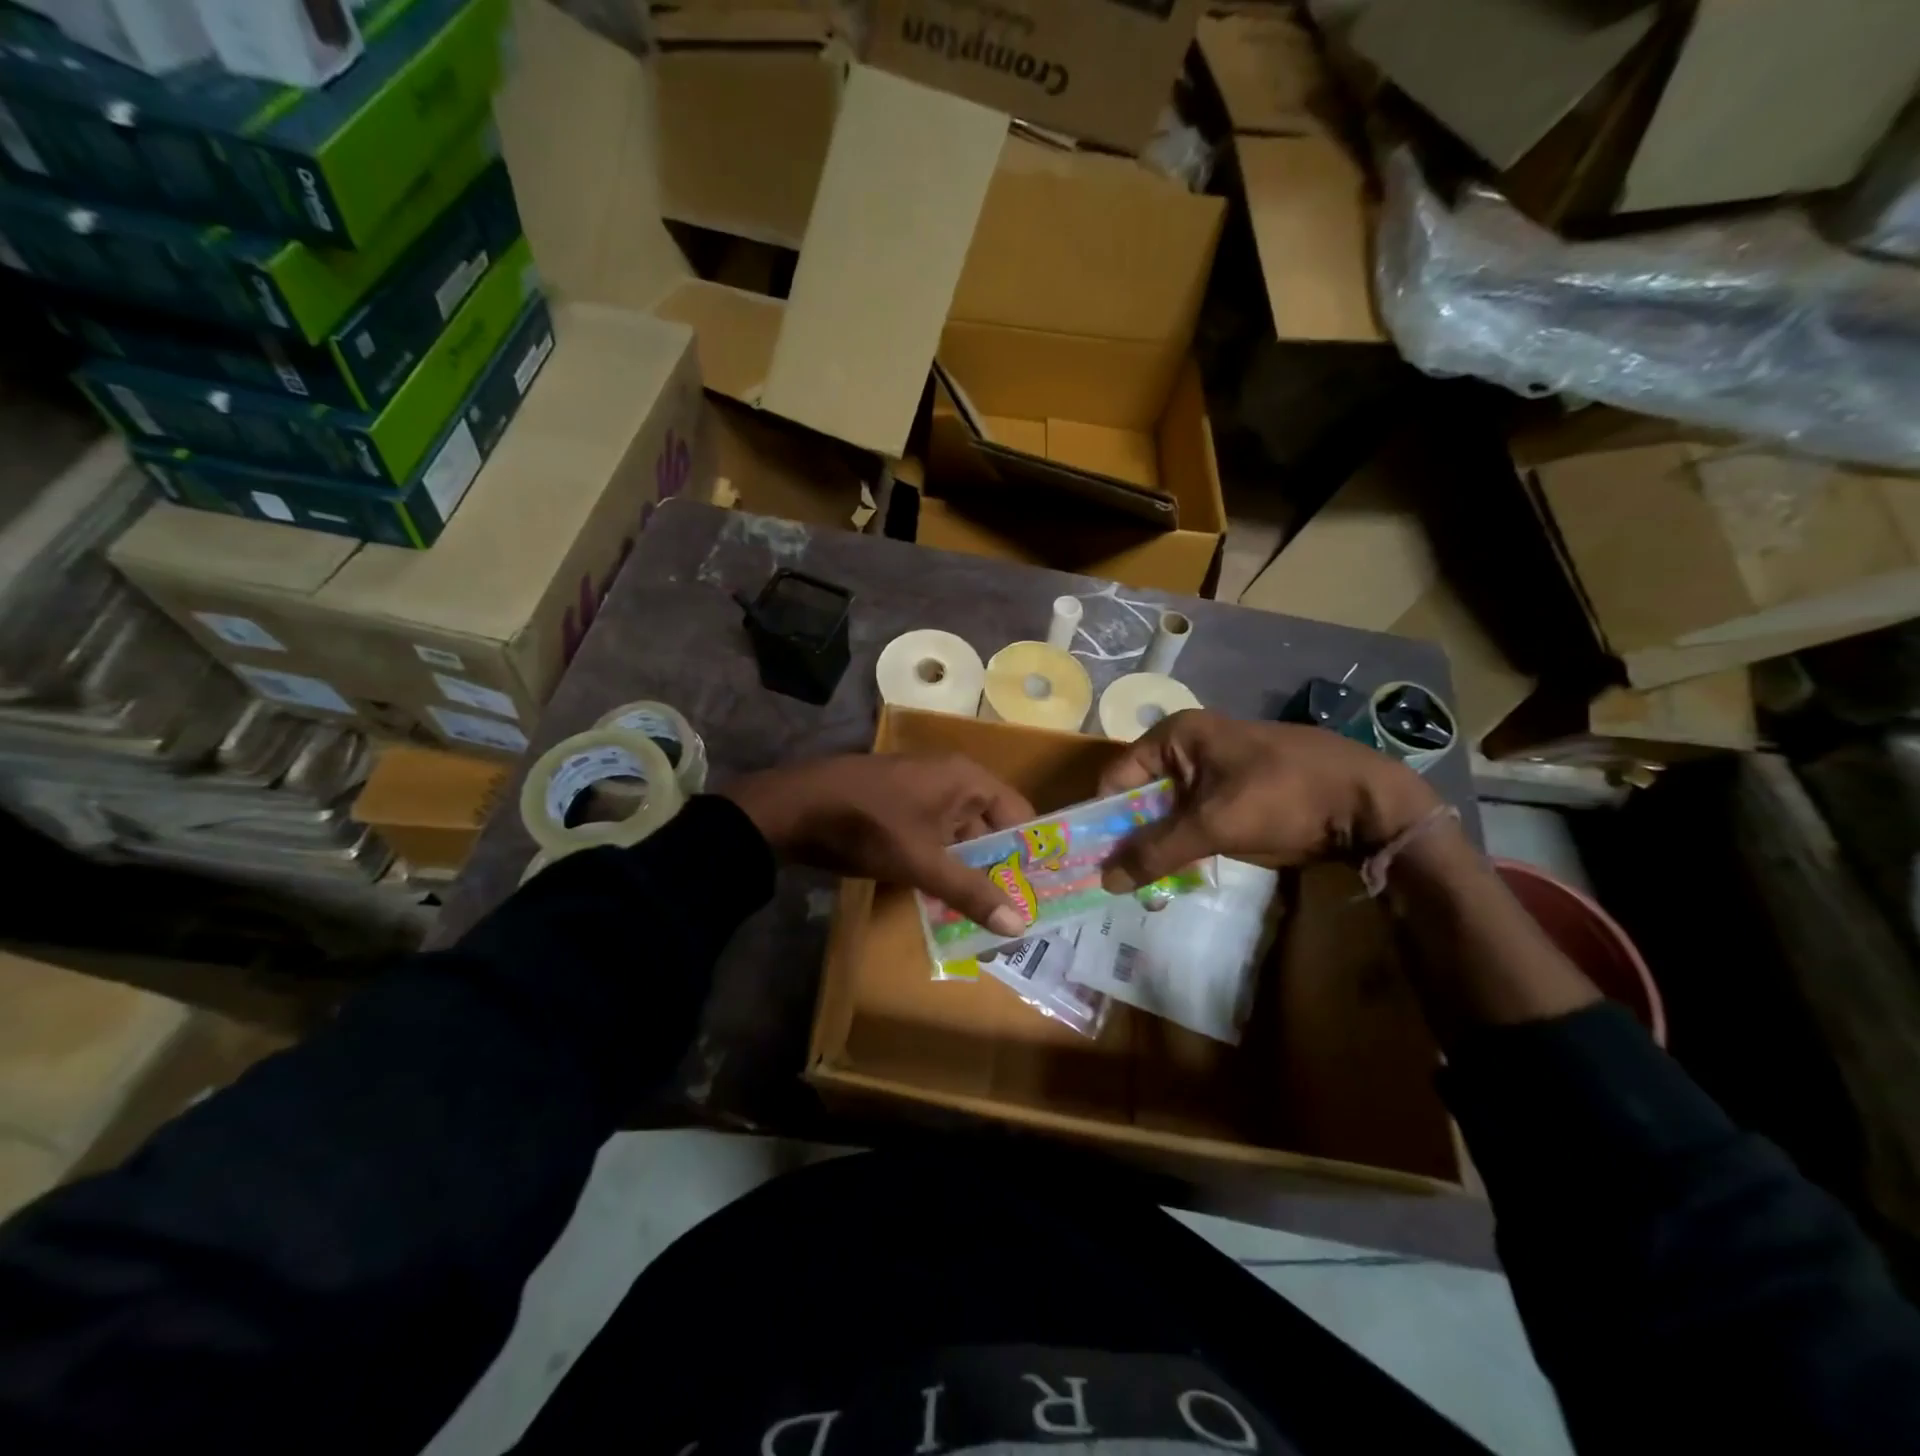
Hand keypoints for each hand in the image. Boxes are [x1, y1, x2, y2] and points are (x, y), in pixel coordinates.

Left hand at [723, 753, 1035, 935]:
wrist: (793, 808)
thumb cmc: (868, 825)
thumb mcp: (922, 861)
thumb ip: (970, 892)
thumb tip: (1019, 927)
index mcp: (966, 779)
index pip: (1019, 814)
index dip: (1031, 852)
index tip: (1043, 892)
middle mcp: (950, 780)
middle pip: (990, 827)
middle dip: (999, 869)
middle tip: (1015, 913)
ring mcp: (921, 793)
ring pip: (959, 838)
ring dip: (968, 872)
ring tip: (984, 915)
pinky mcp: (898, 809)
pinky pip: (933, 839)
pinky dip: (940, 866)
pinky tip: (943, 899)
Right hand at [1096, 711, 1441, 890]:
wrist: (1370, 803)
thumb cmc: (1283, 796)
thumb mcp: (1213, 824)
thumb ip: (1156, 851)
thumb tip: (1104, 880)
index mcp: (1175, 736)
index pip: (1116, 777)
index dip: (1103, 819)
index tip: (1095, 861)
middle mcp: (1186, 749)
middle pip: (1138, 797)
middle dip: (1130, 840)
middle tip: (1122, 884)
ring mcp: (1210, 773)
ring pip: (1164, 814)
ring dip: (1156, 850)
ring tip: (1149, 890)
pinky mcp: (1230, 796)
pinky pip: (1190, 822)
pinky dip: (1181, 848)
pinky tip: (1176, 879)